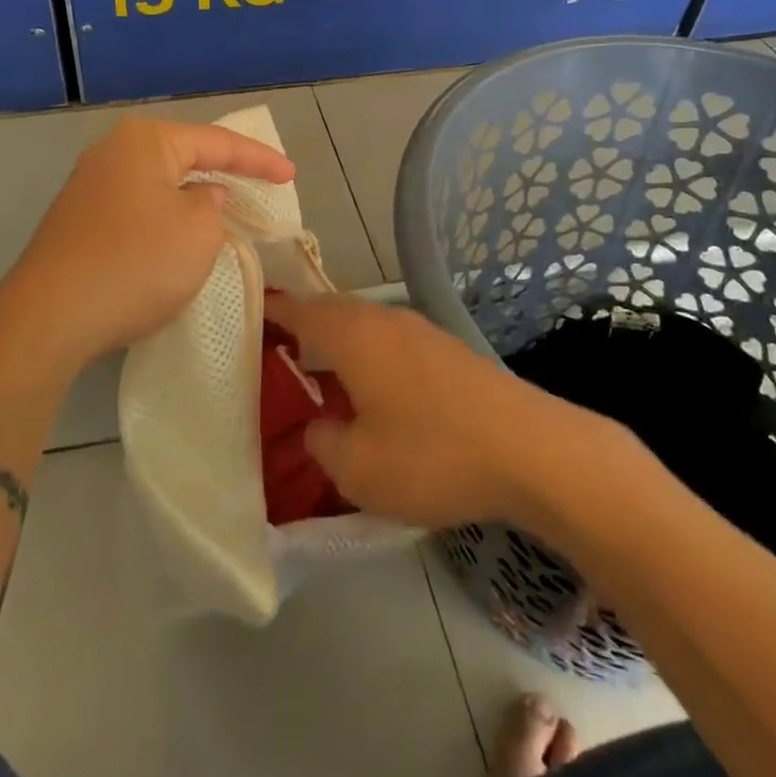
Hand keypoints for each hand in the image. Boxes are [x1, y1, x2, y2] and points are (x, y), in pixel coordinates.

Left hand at [0, 116, 294, 369]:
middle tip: (260, 184)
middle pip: (183, 155)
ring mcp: (88, 186)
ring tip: (225, 209)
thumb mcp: (198, 232)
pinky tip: (177, 237)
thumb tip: (201, 197)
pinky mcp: (77, 221)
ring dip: (192, 196)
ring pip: (158, 183)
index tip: (290, 175)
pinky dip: (165, 216)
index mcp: (145, 141)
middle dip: (223, 171)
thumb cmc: (137, 263)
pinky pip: (136, 207)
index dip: (259, 159)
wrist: (49, 317)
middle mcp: (112, 152)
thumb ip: (213, 206)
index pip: (216, 142)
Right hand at [268, 292, 620, 529]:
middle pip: (329, 311)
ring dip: (337, 345)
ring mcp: (419, 329)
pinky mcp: (446, 348)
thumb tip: (321, 423)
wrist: (530, 449)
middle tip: (277, 360)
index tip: (245, 316)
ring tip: (321, 382)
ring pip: (362, 326)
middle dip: (301, 330)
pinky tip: (374, 396)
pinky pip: (389, 341)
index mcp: (352, 334)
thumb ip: (323, 441)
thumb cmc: (433, 455)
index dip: (268, 311)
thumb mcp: (358, 468)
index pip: (296, 308)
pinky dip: (368, 357)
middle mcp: (382, 318)